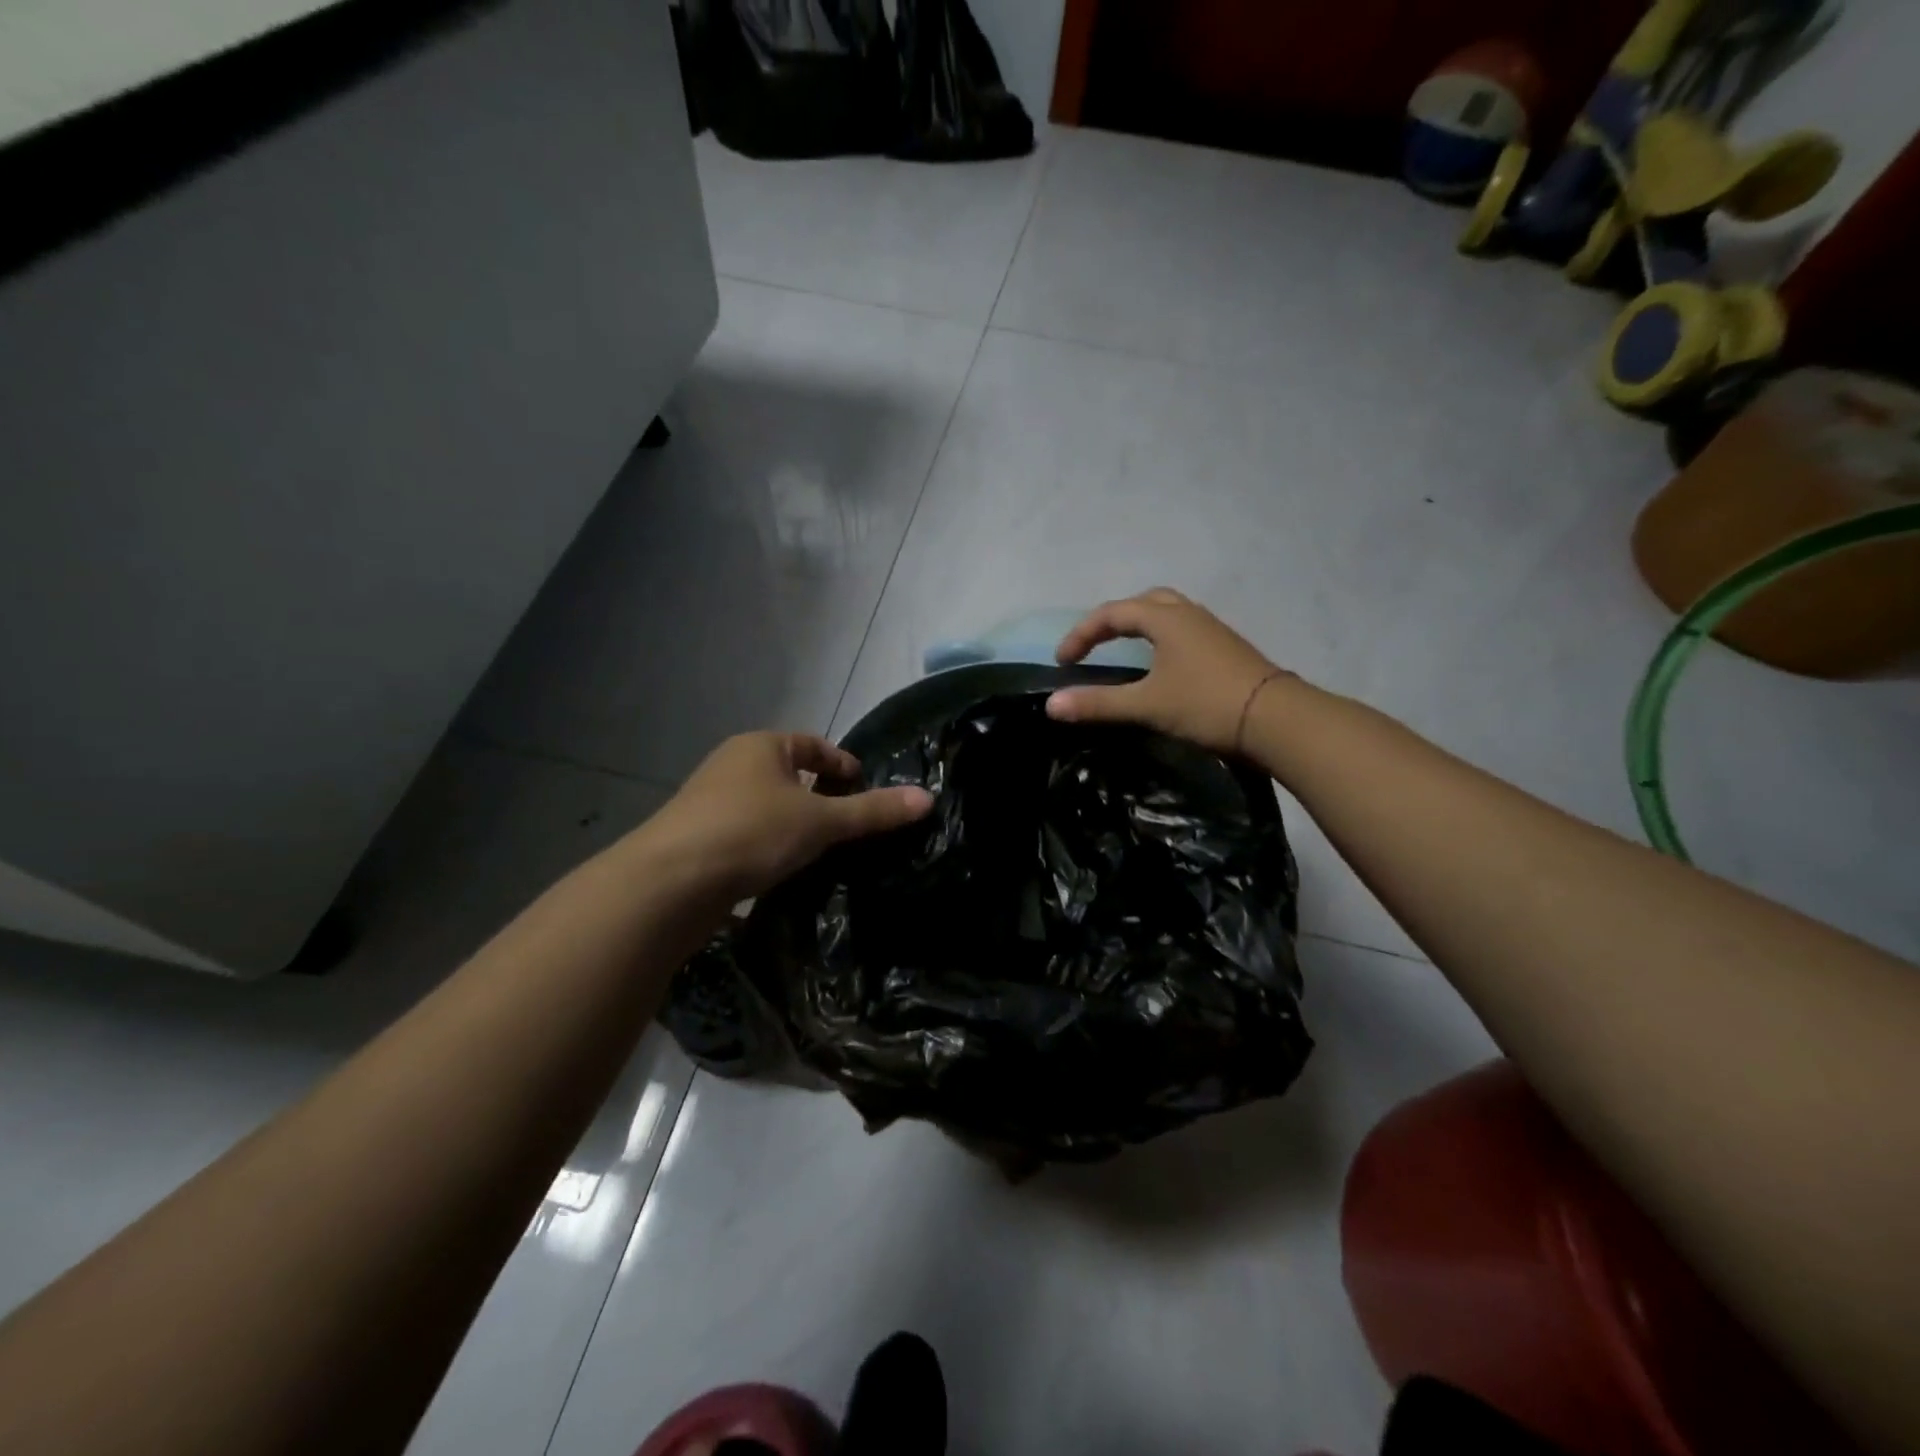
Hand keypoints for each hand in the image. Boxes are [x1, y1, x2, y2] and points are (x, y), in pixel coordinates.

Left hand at [651, 732, 932, 900]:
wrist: (669, 883)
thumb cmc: (751, 833)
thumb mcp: (821, 822)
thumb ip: (873, 811)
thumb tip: (928, 798)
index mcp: (761, 746)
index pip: (813, 744)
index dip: (843, 764)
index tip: (865, 792)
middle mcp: (732, 765)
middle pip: (789, 774)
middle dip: (820, 797)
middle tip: (850, 826)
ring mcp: (710, 802)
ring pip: (767, 806)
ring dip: (794, 824)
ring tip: (821, 852)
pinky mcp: (697, 838)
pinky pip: (747, 834)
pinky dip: (769, 846)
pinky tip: (782, 872)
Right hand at [1046, 588, 1287, 754]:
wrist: (1276, 719)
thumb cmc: (1205, 704)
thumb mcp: (1146, 705)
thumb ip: (1098, 704)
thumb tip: (1051, 705)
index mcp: (1165, 619)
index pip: (1112, 614)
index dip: (1082, 634)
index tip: (1063, 661)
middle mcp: (1189, 614)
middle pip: (1144, 602)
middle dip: (1114, 620)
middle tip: (1096, 645)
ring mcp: (1212, 630)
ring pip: (1169, 614)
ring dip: (1141, 627)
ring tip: (1125, 652)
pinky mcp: (1227, 649)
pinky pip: (1185, 631)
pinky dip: (1162, 639)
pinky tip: (1162, 667)